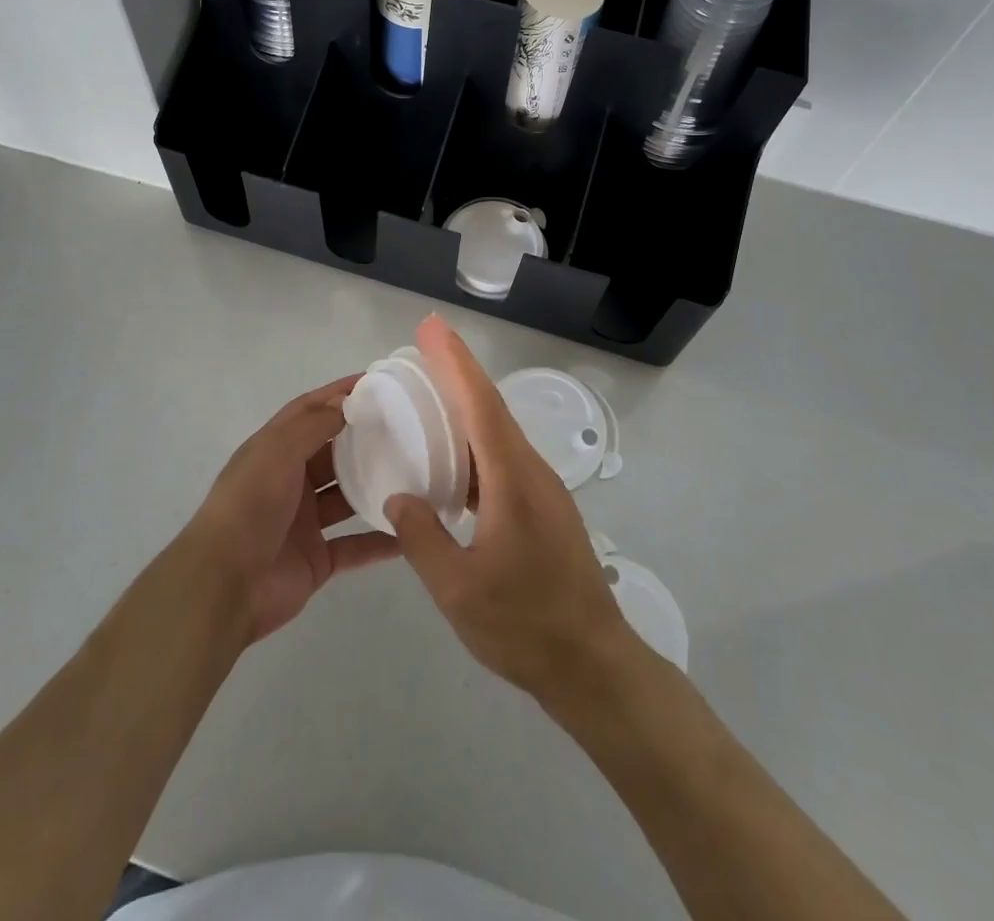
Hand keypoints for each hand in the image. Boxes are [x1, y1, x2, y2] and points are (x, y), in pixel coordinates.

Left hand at [182, 376, 399, 644]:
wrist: (225, 585)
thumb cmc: (249, 506)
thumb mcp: (277, 452)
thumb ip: (313, 425)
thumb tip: (346, 401)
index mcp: (273, 451)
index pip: (308, 411)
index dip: (337, 394)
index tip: (374, 382)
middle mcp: (289, 482)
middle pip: (331, 453)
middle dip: (362, 440)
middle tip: (406, 428)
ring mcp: (304, 522)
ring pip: (346, 498)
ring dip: (374, 487)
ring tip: (415, 474)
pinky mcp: (317, 560)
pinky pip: (355, 546)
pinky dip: (379, 542)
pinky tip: (410, 533)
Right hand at [385, 315, 639, 704]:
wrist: (594, 664)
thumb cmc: (525, 625)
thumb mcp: (458, 589)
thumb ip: (422, 538)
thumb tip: (400, 497)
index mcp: (512, 479)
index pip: (480, 404)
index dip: (454, 362)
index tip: (431, 328)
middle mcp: (531, 472)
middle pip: (491, 407)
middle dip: (457, 371)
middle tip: (423, 346)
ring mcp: (542, 490)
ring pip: (499, 432)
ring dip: (467, 405)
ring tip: (430, 394)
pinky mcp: (544, 509)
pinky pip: (503, 458)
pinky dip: (475, 442)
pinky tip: (454, 460)